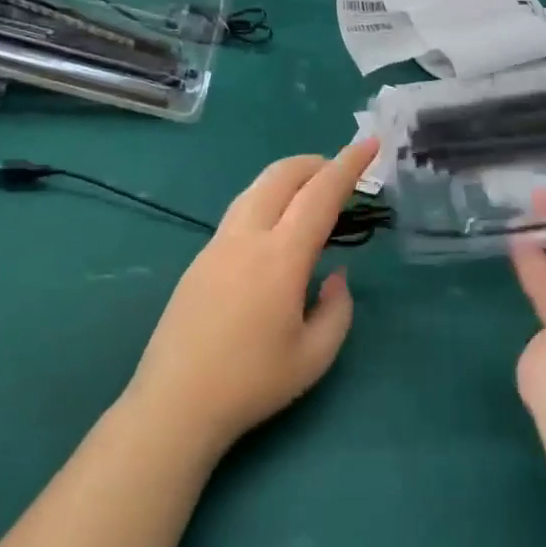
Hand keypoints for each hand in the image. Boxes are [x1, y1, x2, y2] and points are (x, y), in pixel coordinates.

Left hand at [126, 139, 378, 456]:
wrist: (175, 402)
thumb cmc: (251, 383)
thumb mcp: (314, 357)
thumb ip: (337, 309)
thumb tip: (334, 276)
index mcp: (280, 257)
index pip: (320, 194)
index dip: (349, 165)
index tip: (370, 144)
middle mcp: (246, 238)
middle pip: (280, 176)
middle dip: (314, 162)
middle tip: (339, 171)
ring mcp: (216, 245)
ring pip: (255, 189)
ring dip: (287, 179)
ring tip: (309, 195)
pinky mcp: (199, 259)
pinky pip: (239, 213)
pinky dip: (266, 201)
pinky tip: (274, 230)